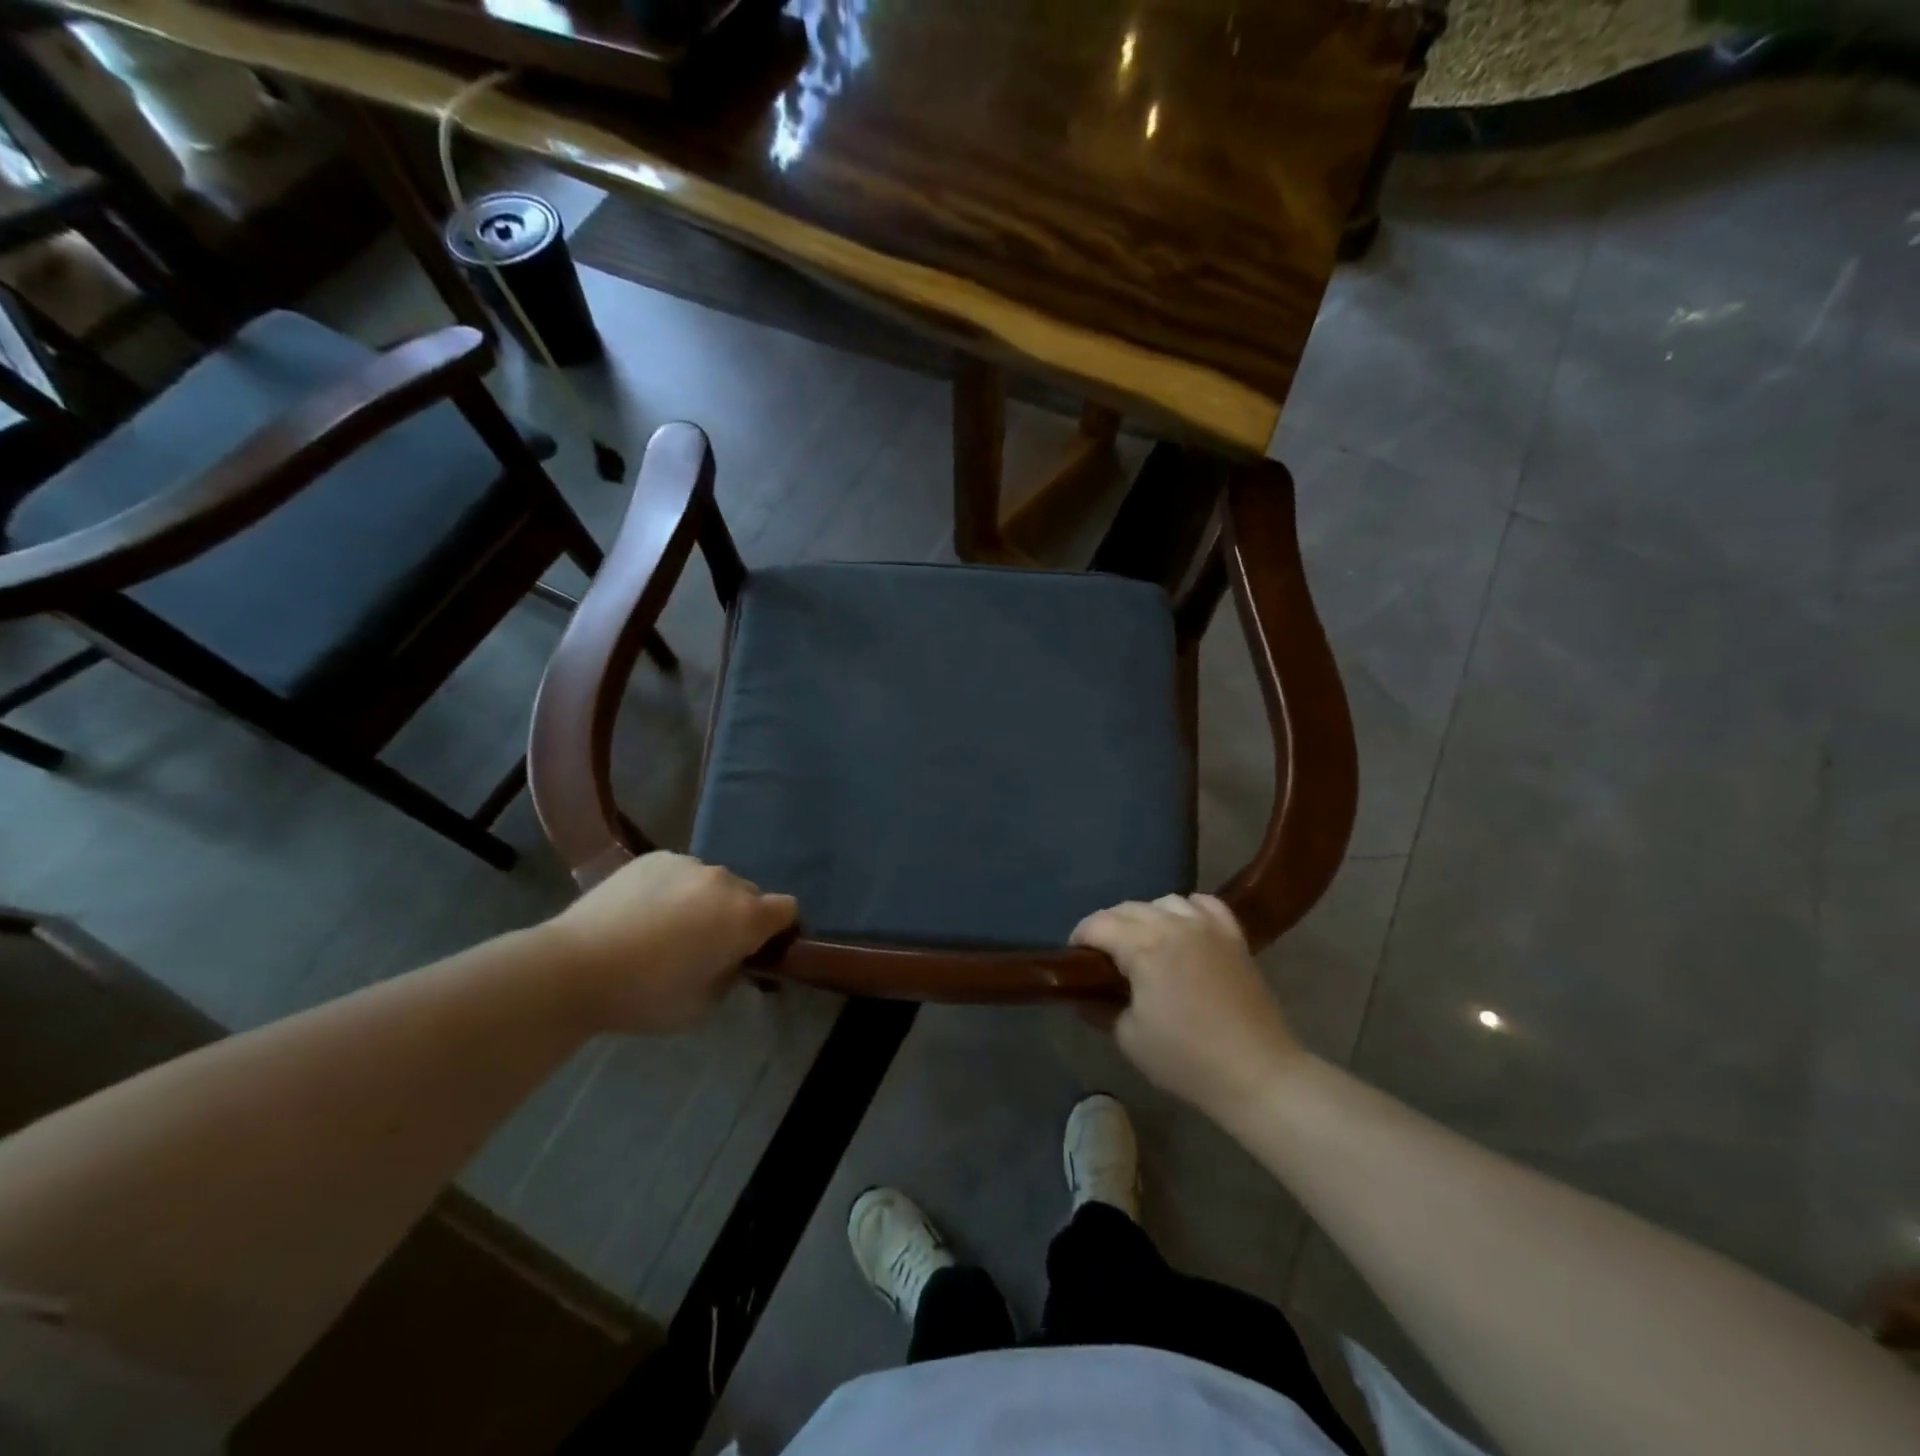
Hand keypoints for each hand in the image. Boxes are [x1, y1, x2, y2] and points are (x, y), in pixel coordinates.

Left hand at [542, 852, 796, 1034]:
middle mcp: (724, 881)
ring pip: (713, 883)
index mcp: (744, 916)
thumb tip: (731, 958)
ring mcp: (688, 864)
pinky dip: (674, 890)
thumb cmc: (645, 995)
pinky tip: (643, 914)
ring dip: (705, 902)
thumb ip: (730, 975)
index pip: (787, 910)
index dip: (779, 930)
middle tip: (706, 947)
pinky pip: (680, 873)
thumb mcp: (702, 1005)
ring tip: (667, 929)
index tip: (757, 951)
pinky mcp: (655, 857)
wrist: (574, 967)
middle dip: (738, 917)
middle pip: (749, 894)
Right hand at [1071, 894, 1303, 1122]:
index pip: (1098, 924)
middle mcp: (1174, 924)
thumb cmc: (1186, 1059)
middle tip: (1103, 959)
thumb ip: (1099, 1008)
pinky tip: (1182, 930)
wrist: (1257, 1073)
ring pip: (1163, 901)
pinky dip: (1186, 910)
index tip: (1074, 960)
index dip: (1080, 938)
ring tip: (1143, 945)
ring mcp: (1207, 926)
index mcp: (1144, 946)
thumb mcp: (1129, 1038)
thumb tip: (1081, 997)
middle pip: (1127, 908)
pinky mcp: (1233, 936)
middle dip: (1108, 927)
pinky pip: (1204, 904)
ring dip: (1145, 917)